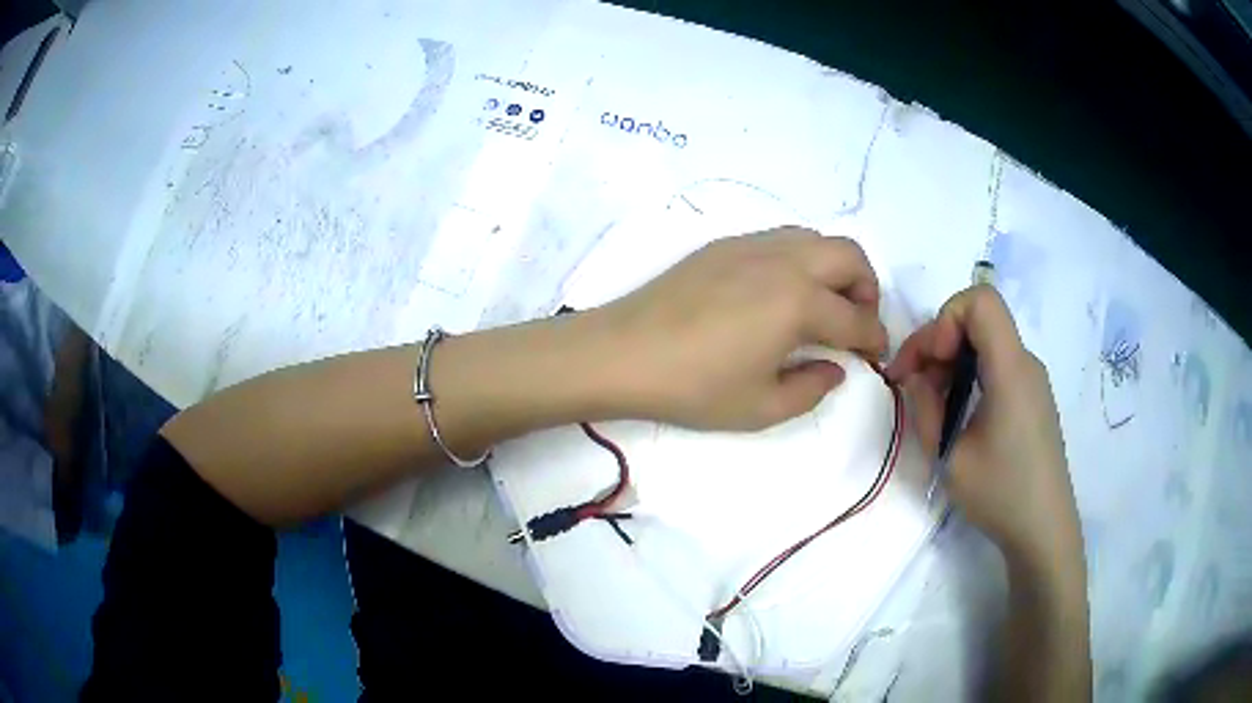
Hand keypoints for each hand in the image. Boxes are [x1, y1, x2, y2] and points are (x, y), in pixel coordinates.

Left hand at [597, 227, 887, 430]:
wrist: (623, 352)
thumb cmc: (693, 386)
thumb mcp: (761, 408)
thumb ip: (812, 388)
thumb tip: (836, 368)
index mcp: (799, 302)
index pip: (857, 318)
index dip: (875, 339)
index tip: (876, 355)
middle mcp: (785, 262)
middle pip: (850, 256)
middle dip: (867, 288)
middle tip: (856, 322)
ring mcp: (753, 245)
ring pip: (817, 238)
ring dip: (836, 268)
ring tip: (823, 305)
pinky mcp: (726, 244)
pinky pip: (783, 238)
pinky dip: (802, 258)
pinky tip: (783, 292)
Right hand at [886, 286, 1081, 569]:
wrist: (1044, 530)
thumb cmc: (1000, 494)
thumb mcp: (949, 457)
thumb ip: (926, 407)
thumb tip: (915, 377)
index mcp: (1011, 370)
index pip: (980, 301)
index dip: (945, 319)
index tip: (928, 362)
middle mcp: (1025, 363)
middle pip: (978, 320)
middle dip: (937, 342)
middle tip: (909, 384)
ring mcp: (1031, 380)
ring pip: (985, 342)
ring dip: (951, 361)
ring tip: (931, 405)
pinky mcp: (1031, 397)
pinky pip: (995, 365)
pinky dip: (968, 375)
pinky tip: (957, 413)